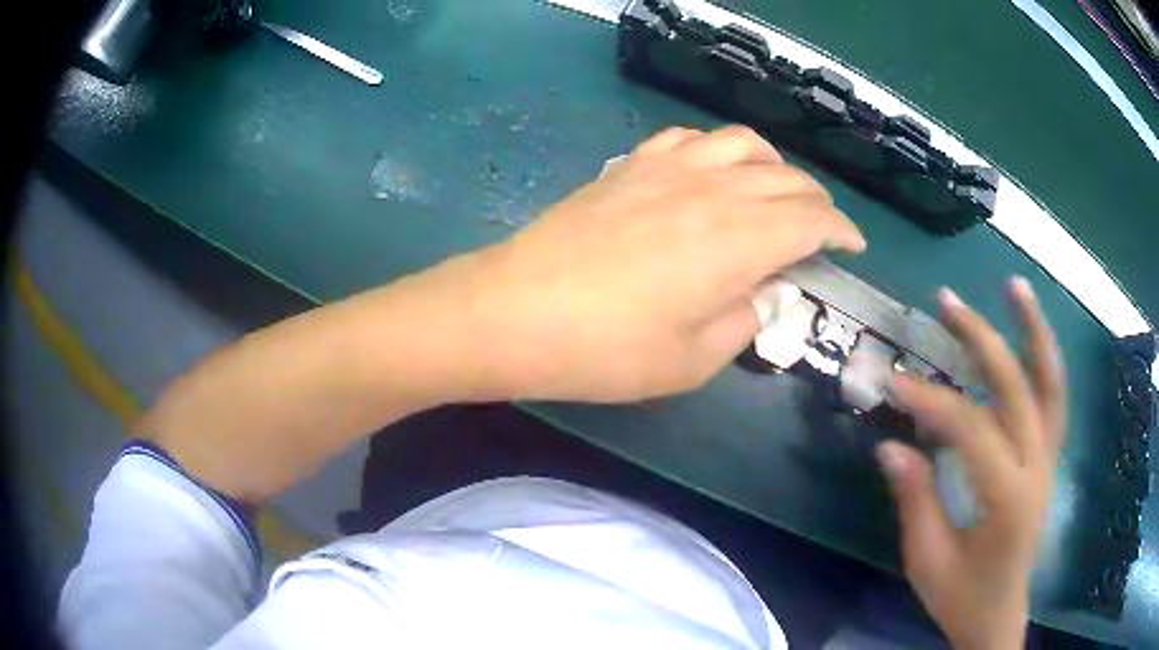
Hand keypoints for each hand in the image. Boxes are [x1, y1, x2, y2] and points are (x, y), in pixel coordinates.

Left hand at [471, 125, 864, 401]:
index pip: (813, 220)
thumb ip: (743, 321)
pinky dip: (719, 150)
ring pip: (744, 144)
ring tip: (776, 194)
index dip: (841, 232)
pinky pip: (691, 138)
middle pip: (788, 180)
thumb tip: (763, 294)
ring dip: (774, 167)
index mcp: (741, 239)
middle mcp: (715, 189)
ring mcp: (670, 168)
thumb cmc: (607, 349)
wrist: (517, 311)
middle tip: (820, 230)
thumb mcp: (692, 360)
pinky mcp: (632, 165)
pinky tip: (713, 172)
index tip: (851, 248)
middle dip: (816, 203)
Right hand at [877, 279, 1065, 649]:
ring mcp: (1050, 459)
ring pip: (1051, 383)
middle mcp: (1038, 469)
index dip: (933, 402)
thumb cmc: (961, 596)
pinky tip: (1030, 333)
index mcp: (1008, 502)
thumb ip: (915, 500)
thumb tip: (888, 445)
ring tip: (1015, 286)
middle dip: (982, 341)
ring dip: (1034, 330)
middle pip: (1017, 390)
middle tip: (946, 302)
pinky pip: (1054, 398)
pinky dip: (1044, 358)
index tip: (894, 381)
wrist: (999, 614)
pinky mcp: (1051, 457)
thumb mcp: (927, 561)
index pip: (973, 431)